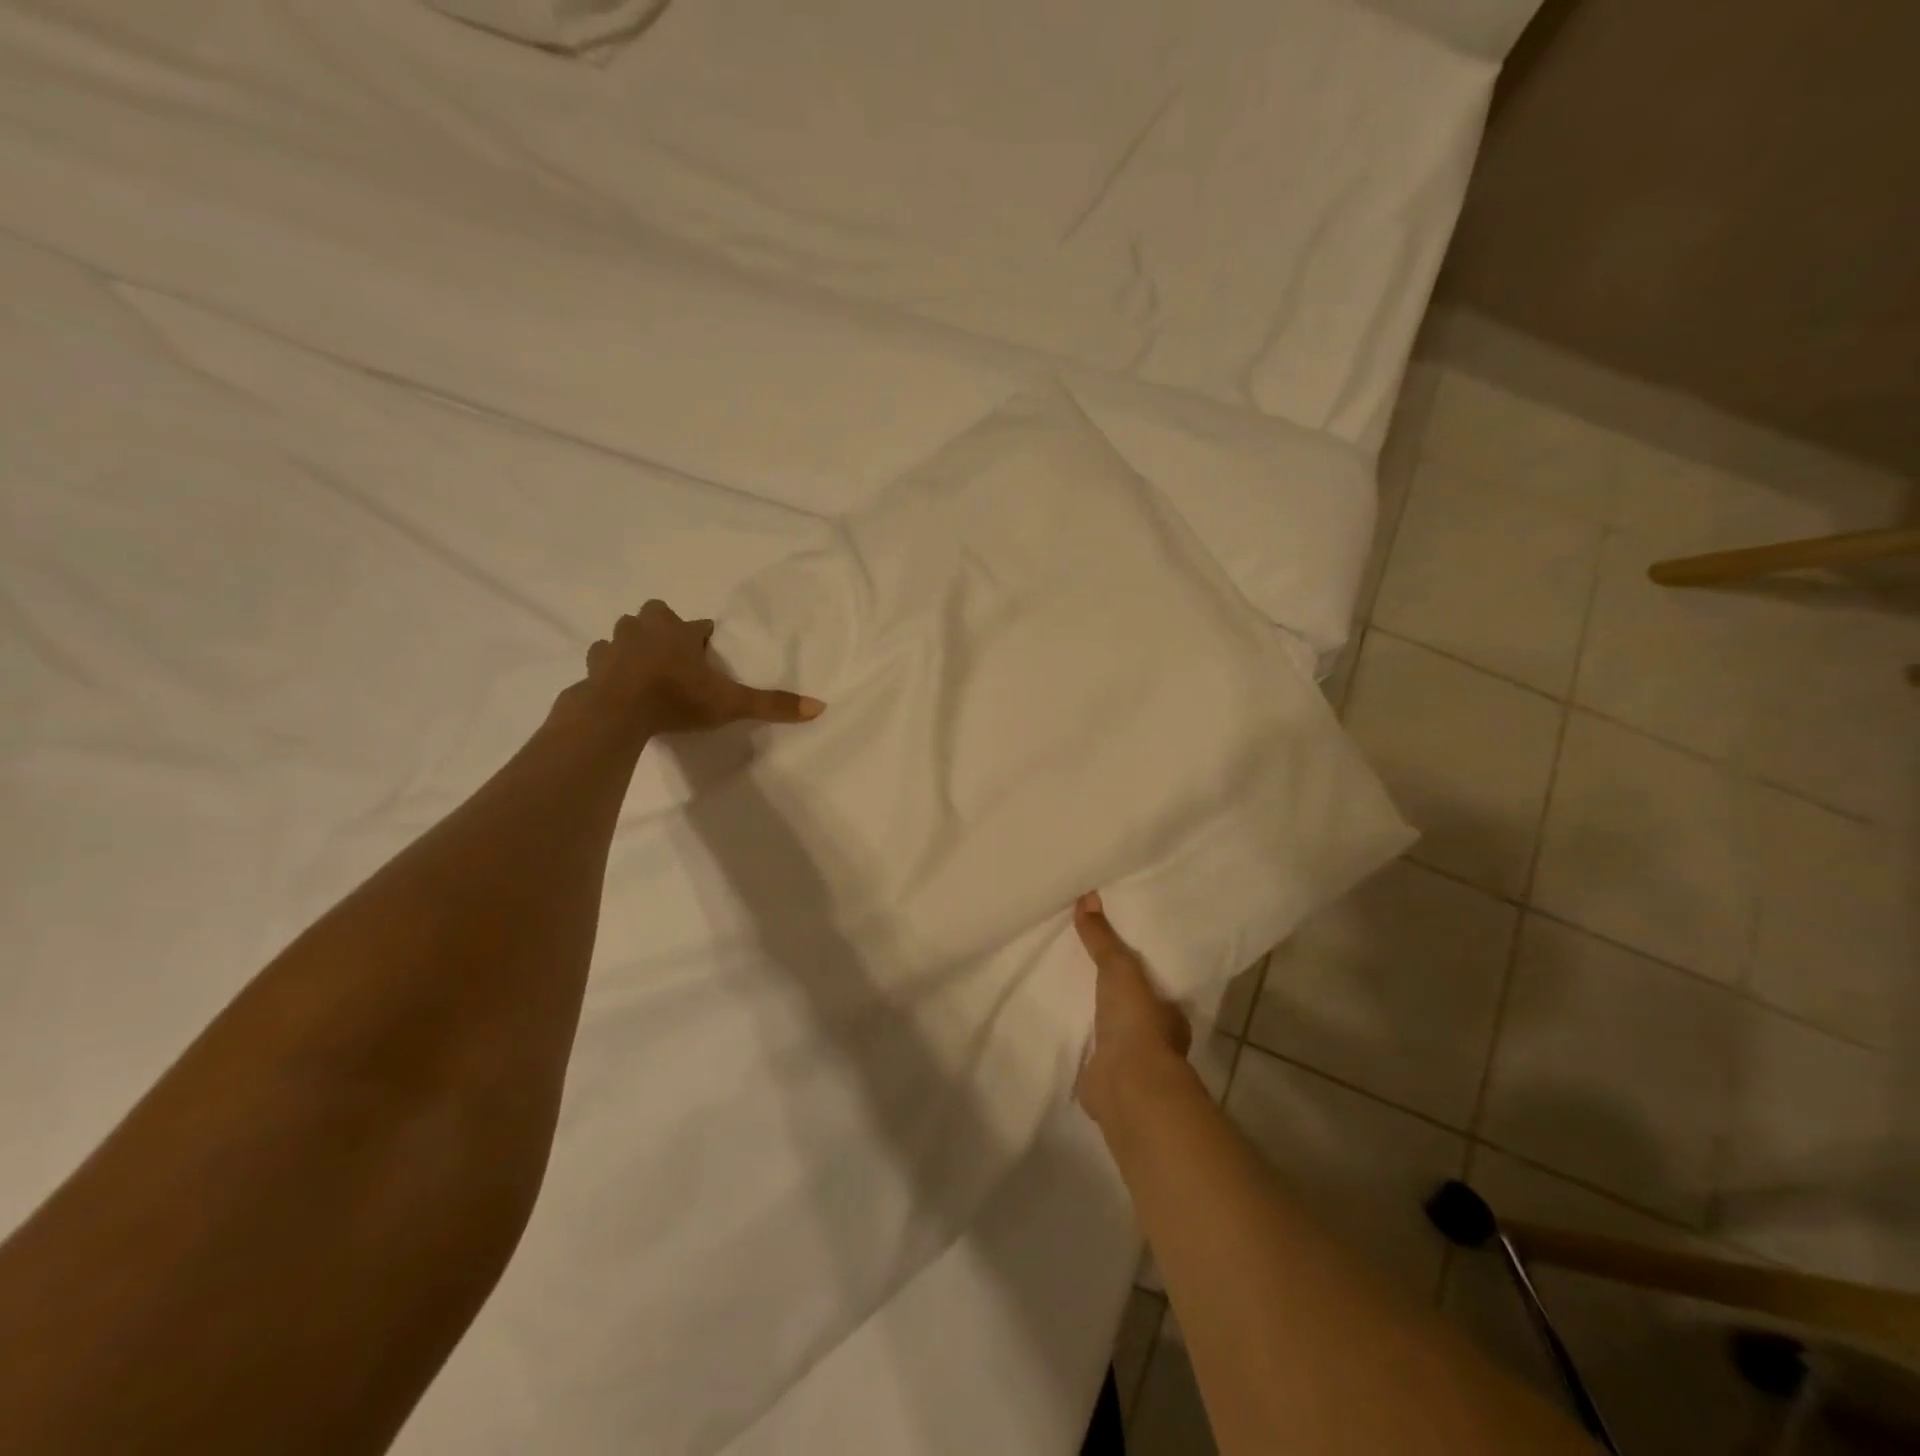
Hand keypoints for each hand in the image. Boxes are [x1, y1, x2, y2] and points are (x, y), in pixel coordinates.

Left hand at [565, 600, 824, 738]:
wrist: (617, 713)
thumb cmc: (676, 699)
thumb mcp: (730, 704)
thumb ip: (771, 705)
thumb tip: (820, 707)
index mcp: (679, 631)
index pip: (700, 625)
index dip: (706, 639)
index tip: (711, 656)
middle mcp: (646, 628)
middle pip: (656, 615)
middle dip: (665, 629)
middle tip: (677, 657)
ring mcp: (615, 644)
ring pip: (626, 633)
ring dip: (636, 644)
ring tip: (648, 669)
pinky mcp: (594, 665)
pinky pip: (603, 657)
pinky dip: (611, 665)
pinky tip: (620, 683)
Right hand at [1072, 891, 1191, 1127]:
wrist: (1127, 1083)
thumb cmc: (1136, 1020)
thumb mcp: (1118, 967)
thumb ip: (1102, 937)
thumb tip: (1088, 896)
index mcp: (1170, 1014)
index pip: (1157, 989)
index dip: (1141, 976)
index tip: (1121, 962)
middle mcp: (1156, 1040)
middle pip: (1134, 1012)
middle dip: (1117, 999)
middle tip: (1091, 976)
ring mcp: (1131, 1064)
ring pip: (1115, 1036)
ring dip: (1100, 1024)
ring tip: (1073, 1000)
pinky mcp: (1106, 1081)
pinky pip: (1093, 1056)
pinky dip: (1083, 1047)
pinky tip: (1066, 1034)